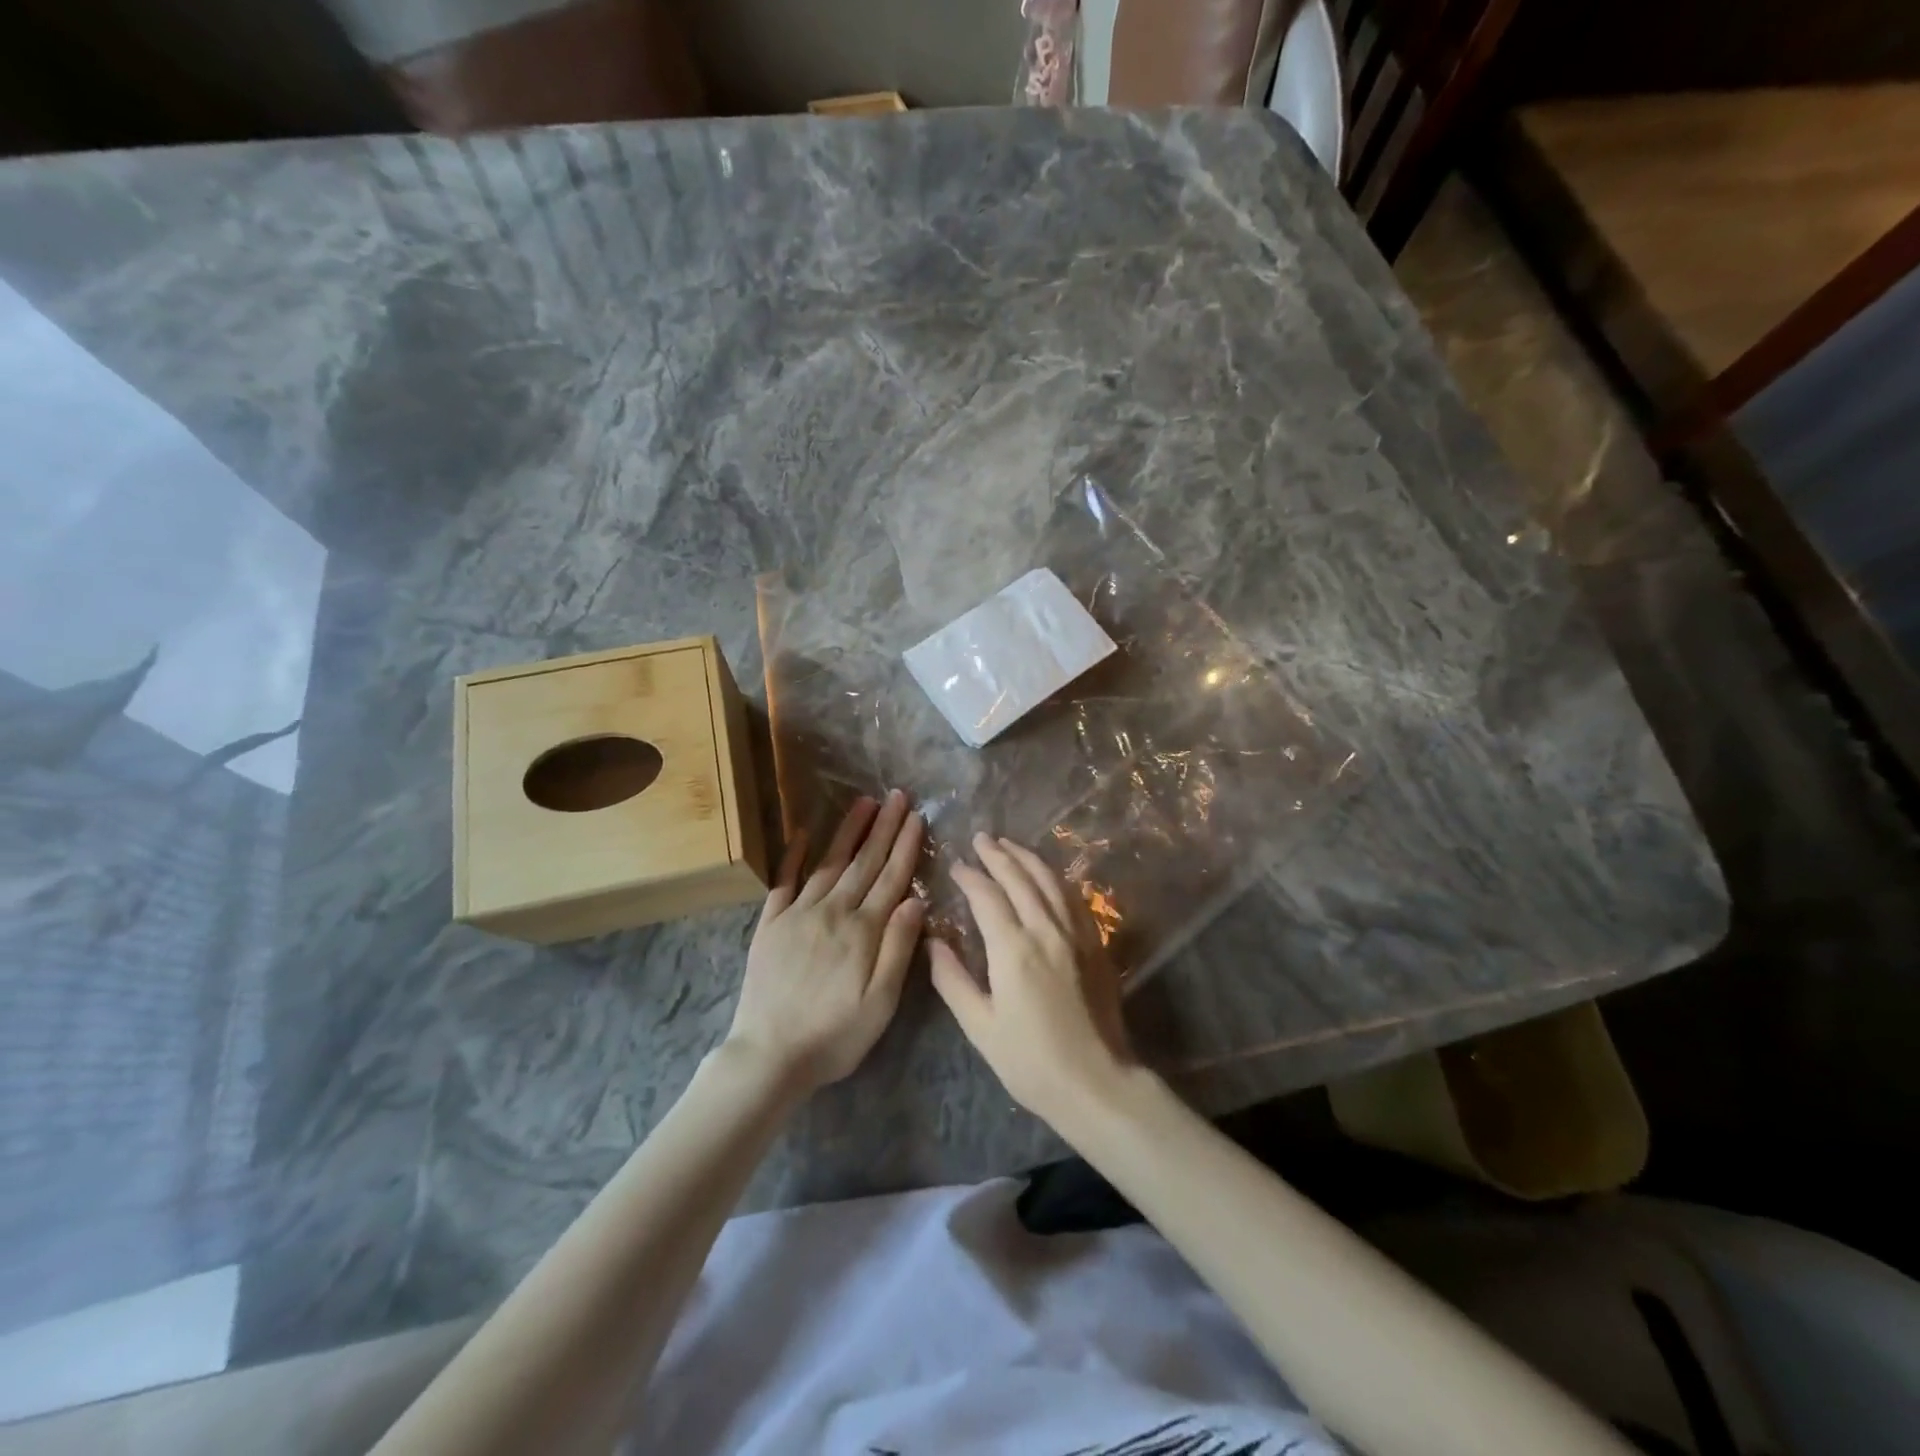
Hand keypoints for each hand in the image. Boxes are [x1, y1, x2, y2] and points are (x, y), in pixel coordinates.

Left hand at [727, 791, 925, 1094]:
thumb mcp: (880, 1003)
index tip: (917, 816)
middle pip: (864, 862)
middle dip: (884, 827)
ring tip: (864, 803)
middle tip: (897, 795)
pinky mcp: (771, 924)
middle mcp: (833, 912)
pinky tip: (804, 833)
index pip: (891, 877)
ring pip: (830, 863)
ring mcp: (798, 914)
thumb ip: (898, 948)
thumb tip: (916, 899)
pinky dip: (795, 855)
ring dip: (849, 831)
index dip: (906, 845)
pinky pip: (784, 881)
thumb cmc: (834, 1036)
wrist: (769, 1055)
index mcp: (863, 931)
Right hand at [929, 833, 1134, 1128]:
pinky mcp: (1096, 944)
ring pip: (1050, 881)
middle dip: (998, 855)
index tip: (957, 865)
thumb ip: (953, 980)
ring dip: (1028, 858)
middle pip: (1020, 878)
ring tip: (1010, 845)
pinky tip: (1048, 876)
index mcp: (1013, 949)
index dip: (970, 876)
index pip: (987, 896)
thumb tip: (933, 942)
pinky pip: (1073, 897)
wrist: (1097, 1082)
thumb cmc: (1030, 1061)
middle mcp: (1046, 930)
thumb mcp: (980, 1027)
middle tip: (981, 838)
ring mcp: (1076, 934)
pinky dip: (1055, 878)